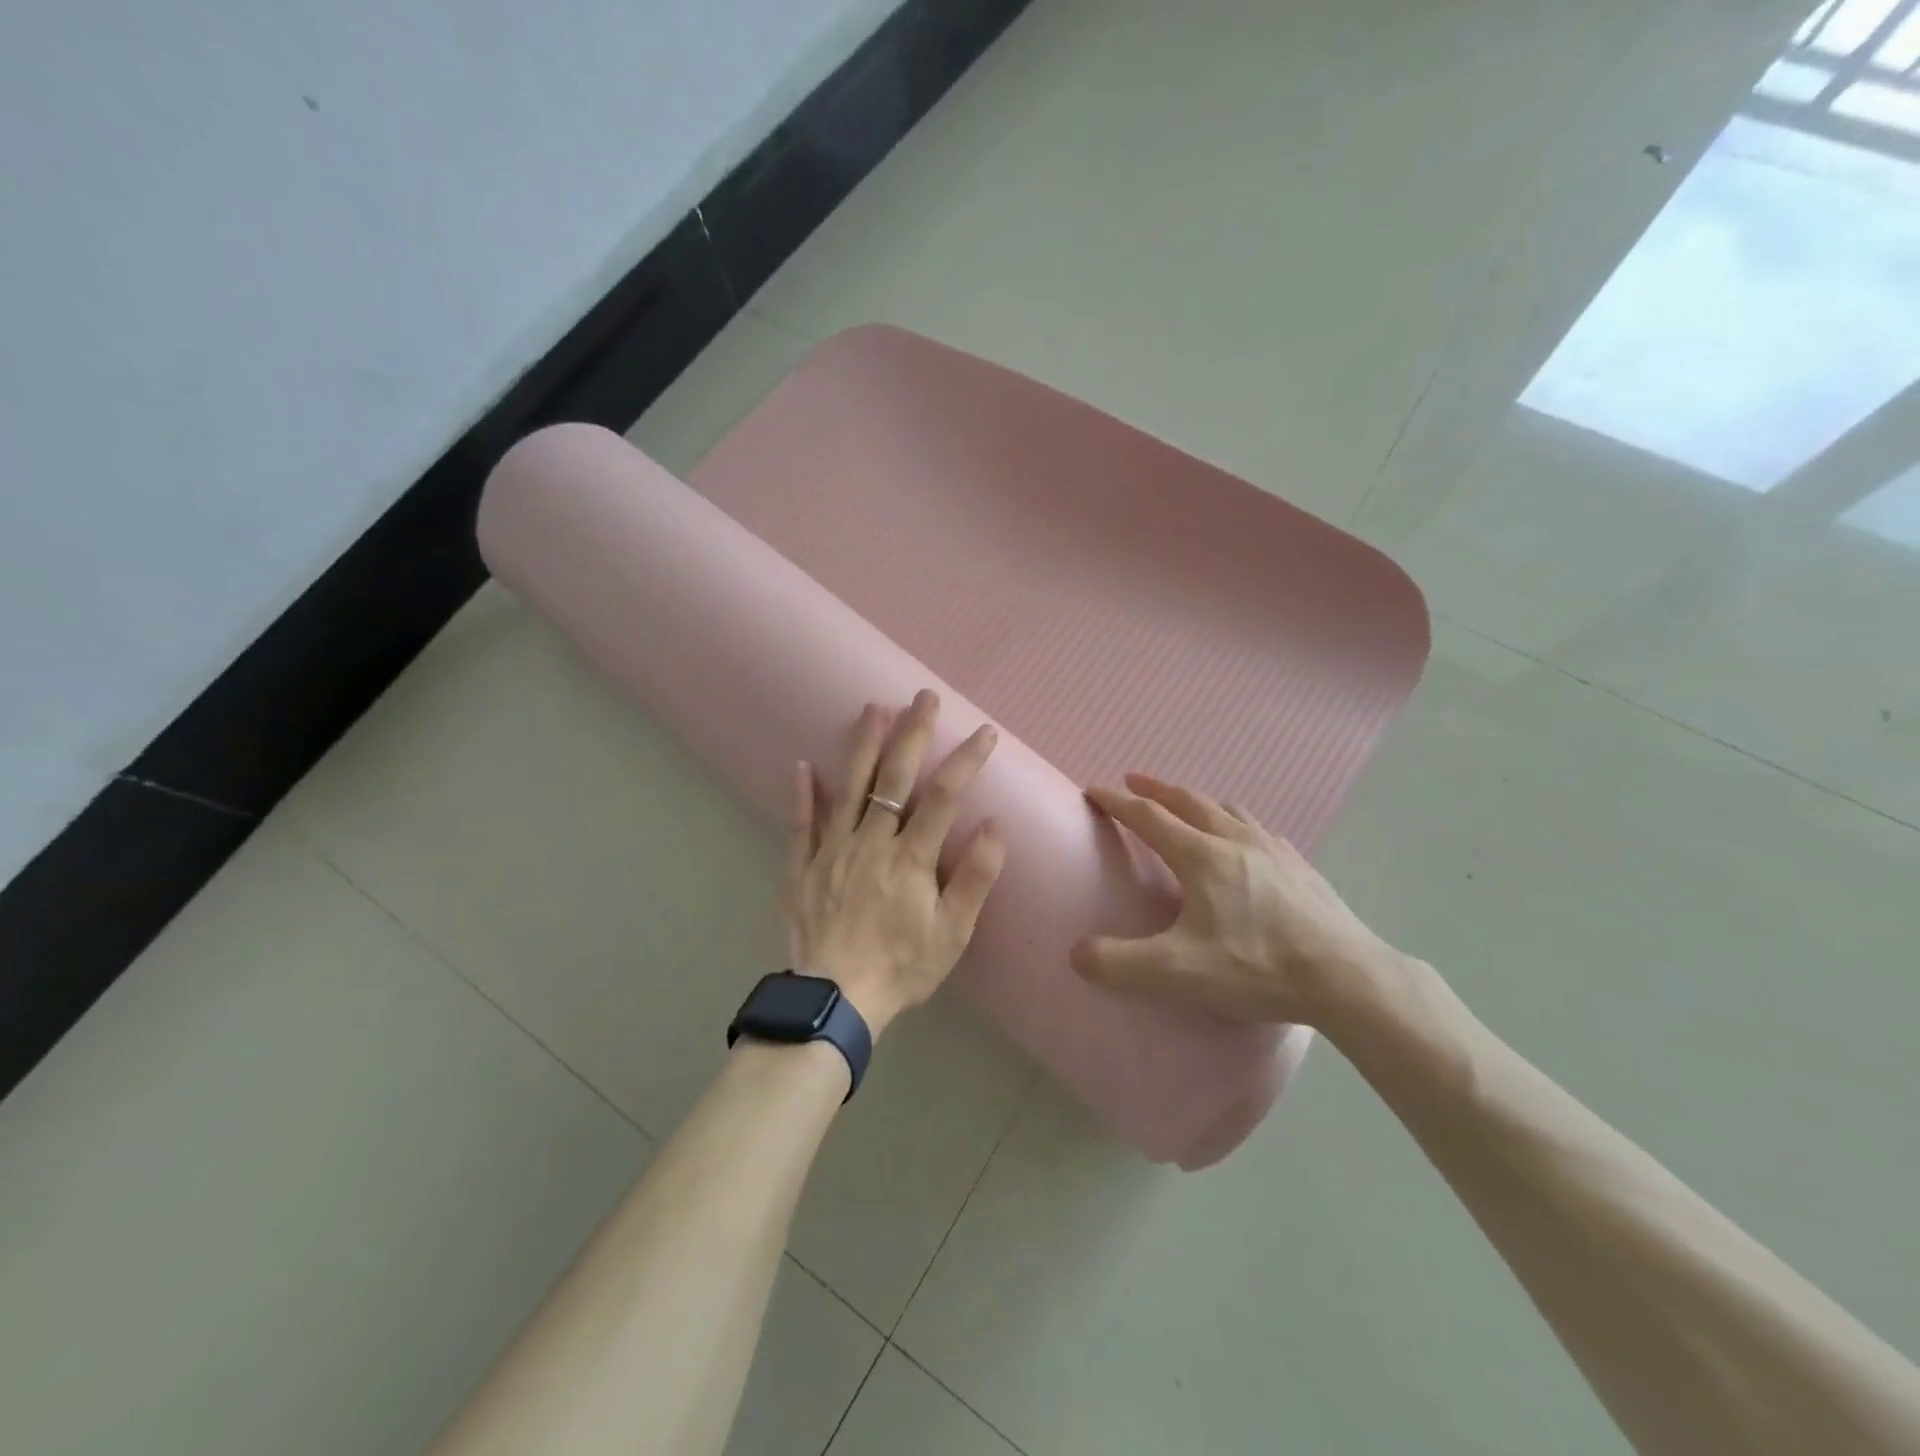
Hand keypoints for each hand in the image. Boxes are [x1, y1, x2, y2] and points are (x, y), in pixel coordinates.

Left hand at [786, 691, 1005, 1037]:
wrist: (836, 1001)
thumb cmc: (903, 967)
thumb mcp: (953, 932)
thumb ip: (975, 877)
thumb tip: (996, 824)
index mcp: (911, 858)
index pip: (944, 796)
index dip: (966, 760)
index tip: (984, 733)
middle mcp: (871, 843)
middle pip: (894, 778)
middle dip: (912, 733)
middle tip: (923, 697)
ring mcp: (832, 851)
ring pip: (848, 788)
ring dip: (862, 745)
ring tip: (873, 709)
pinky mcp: (803, 867)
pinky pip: (800, 824)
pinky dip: (802, 794)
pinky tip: (802, 765)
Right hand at [1069, 773, 1401, 1028]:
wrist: (1347, 977)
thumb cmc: (1258, 967)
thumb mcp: (1179, 972)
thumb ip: (1121, 964)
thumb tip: (1076, 955)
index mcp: (1201, 857)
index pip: (1149, 817)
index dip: (1117, 802)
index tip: (1094, 790)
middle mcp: (1235, 841)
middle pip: (1189, 801)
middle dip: (1156, 789)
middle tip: (1134, 781)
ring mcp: (1274, 850)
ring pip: (1229, 809)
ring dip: (1199, 801)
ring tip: (1189, 805)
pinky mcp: (1301, 867)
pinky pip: (1260, 830)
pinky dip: (1238, 823)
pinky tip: (1247, 840)